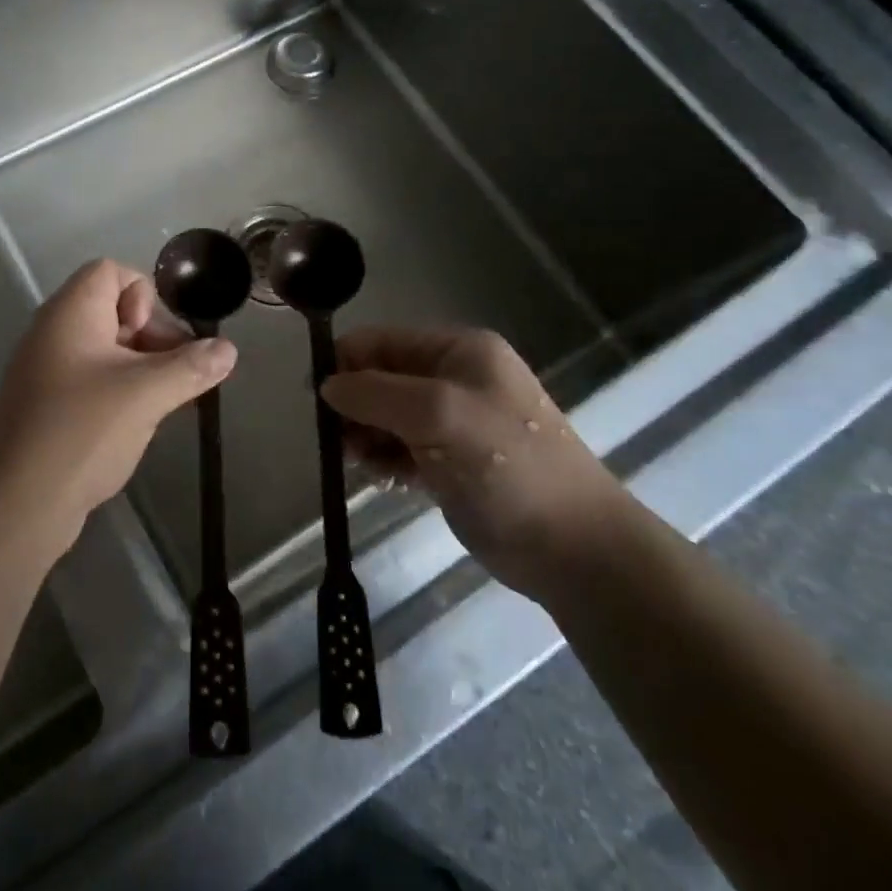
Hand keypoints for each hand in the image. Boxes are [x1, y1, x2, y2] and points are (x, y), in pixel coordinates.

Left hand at [0, 259, 236, 554]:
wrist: (16, 504)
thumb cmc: (82, 431)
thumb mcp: (147, 395)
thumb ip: (191, 367)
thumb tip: (228, 349)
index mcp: (71, 312)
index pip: (110, 271)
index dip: (143, 296)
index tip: (154, 338)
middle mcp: (54, 331)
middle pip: (112, 309)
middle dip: (152, 336)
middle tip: (176, 376)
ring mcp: (46, 369)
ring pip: (105, 349)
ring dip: (141, 368)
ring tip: (164, 403)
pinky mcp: (47, 404)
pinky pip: (91, 379)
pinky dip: (119, 391)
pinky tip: (136, 424)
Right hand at [321, 326, 627, 599]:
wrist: (575, 550)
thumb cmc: (509, 468)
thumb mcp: (439, 416)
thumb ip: (377, 393)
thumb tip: (326, 385)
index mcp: (459, 350)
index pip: (383, 341)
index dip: (346, 363)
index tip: (316, 399)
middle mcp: (456, 377)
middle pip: (382, 377)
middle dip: (355, 405)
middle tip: (338, 441)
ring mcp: (456, 421)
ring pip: (388, 415)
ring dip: (366, 436)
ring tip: (361, 464)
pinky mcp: (453, 462)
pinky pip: (402, 448)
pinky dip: (385, 460)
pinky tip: (382, 481)